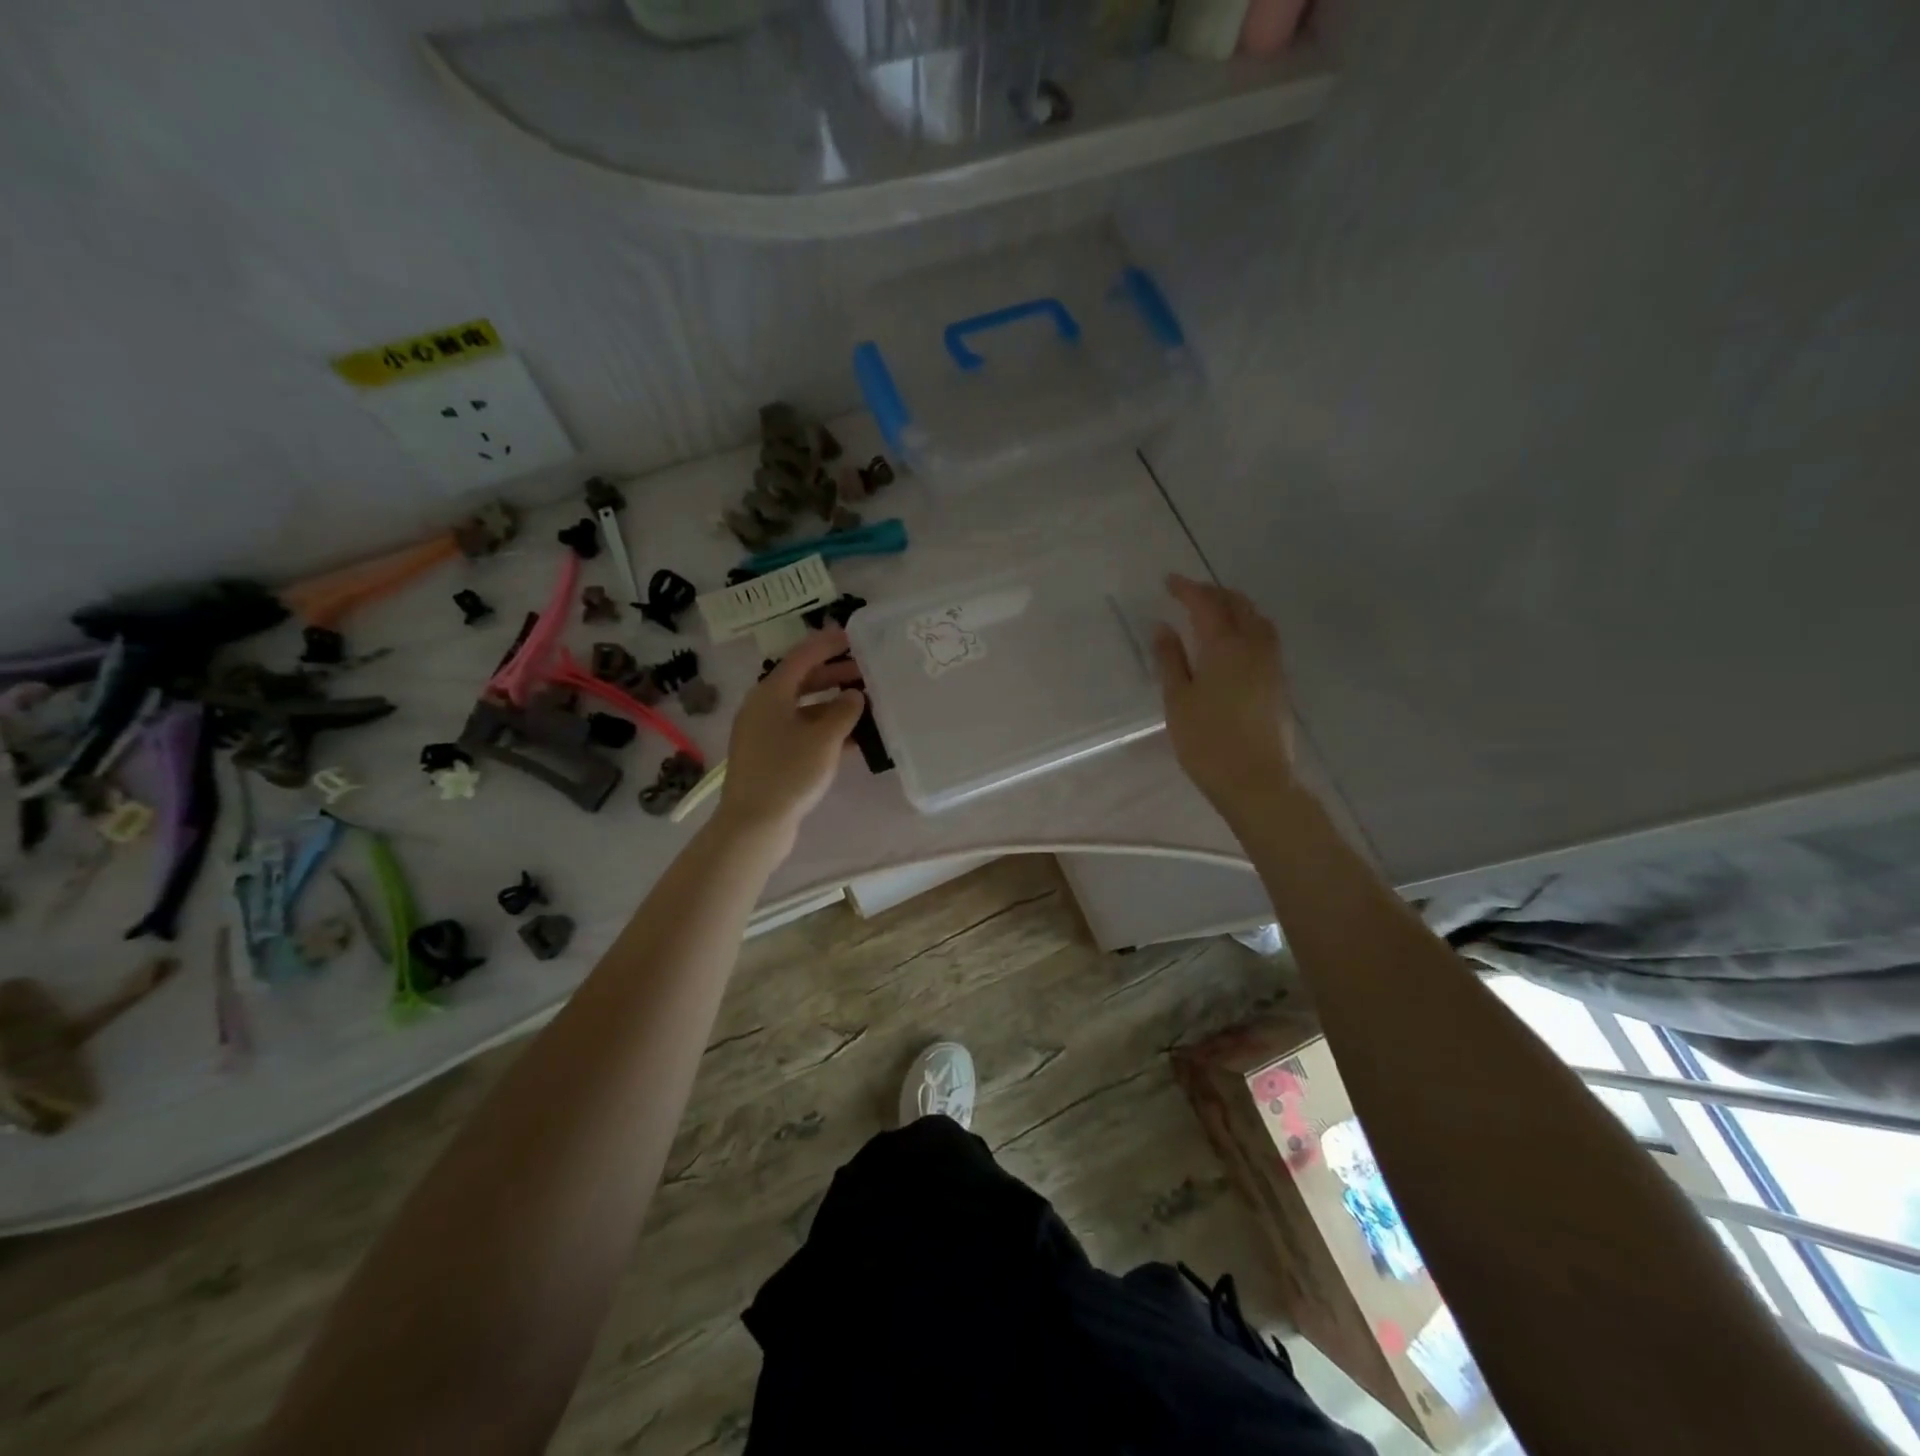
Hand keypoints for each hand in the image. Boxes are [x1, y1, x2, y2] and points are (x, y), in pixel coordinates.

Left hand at [714, 628, 865, 839]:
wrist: (754, 824)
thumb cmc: (789, 773)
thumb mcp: (824, 738)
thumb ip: (844, 711)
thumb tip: (854, 696)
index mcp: (771, 692)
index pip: (803, 656)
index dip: (829, 644)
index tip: (854, 637)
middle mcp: (764, 707)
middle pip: (802, 680)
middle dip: (835, 675)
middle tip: (867, 673)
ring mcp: (765, 733)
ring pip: (803, 708)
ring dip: (833, 704)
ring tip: (865, 705)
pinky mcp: (770, 756)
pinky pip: (801, 732)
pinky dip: (824, 729)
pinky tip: (852, 738)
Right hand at [1152, 574, 1294, 810]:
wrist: (1256, 781)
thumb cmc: (1207, 742)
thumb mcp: (1178, 700)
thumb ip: (1170, 660)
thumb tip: (1163, 627)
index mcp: (1224, 646)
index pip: (1205, 604)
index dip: (1186, 589)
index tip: (1168, 581)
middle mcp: (1254, 646)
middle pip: (1238, 605)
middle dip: (1213, 593)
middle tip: (1189, 593)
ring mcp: (1272, 664)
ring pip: (1257, 620)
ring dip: (1235, 607)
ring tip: (1214, 611)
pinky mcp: (1279, 682)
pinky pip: (1265, 638)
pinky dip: (1247, 626)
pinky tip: (1234, 641)